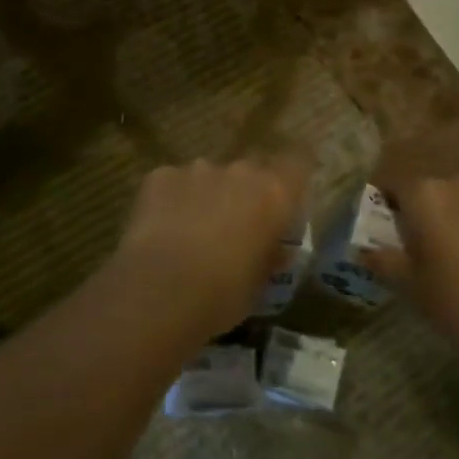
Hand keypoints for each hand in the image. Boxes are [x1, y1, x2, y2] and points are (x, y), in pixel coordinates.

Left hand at [110, 154, 309, 337]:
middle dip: (245, 192)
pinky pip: (174, 183)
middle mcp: (240, 172)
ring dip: (207, 196)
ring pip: (210, 176)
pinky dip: (172, 200)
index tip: (284, 202)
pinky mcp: (160, 176)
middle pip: (251, 170)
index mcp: (274, 194)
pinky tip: (162, 230)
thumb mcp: (260, 283)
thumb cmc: (223, 294)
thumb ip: (270, 254)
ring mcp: (197, 169)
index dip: (291, 179)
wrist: (160, 291)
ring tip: (191, 232)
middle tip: (235, 226)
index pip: (297, 164)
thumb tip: (275, 248)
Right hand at [364, 168, 458, 385]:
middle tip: (423, 240)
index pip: (393, 181)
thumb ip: (381, 259)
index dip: (386, 200)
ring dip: (457, 212)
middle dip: (424, 206)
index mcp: (424, 194)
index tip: (386, 222)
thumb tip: (362, 250)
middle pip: (431, 186)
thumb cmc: (455, 300)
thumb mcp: (408, 284)